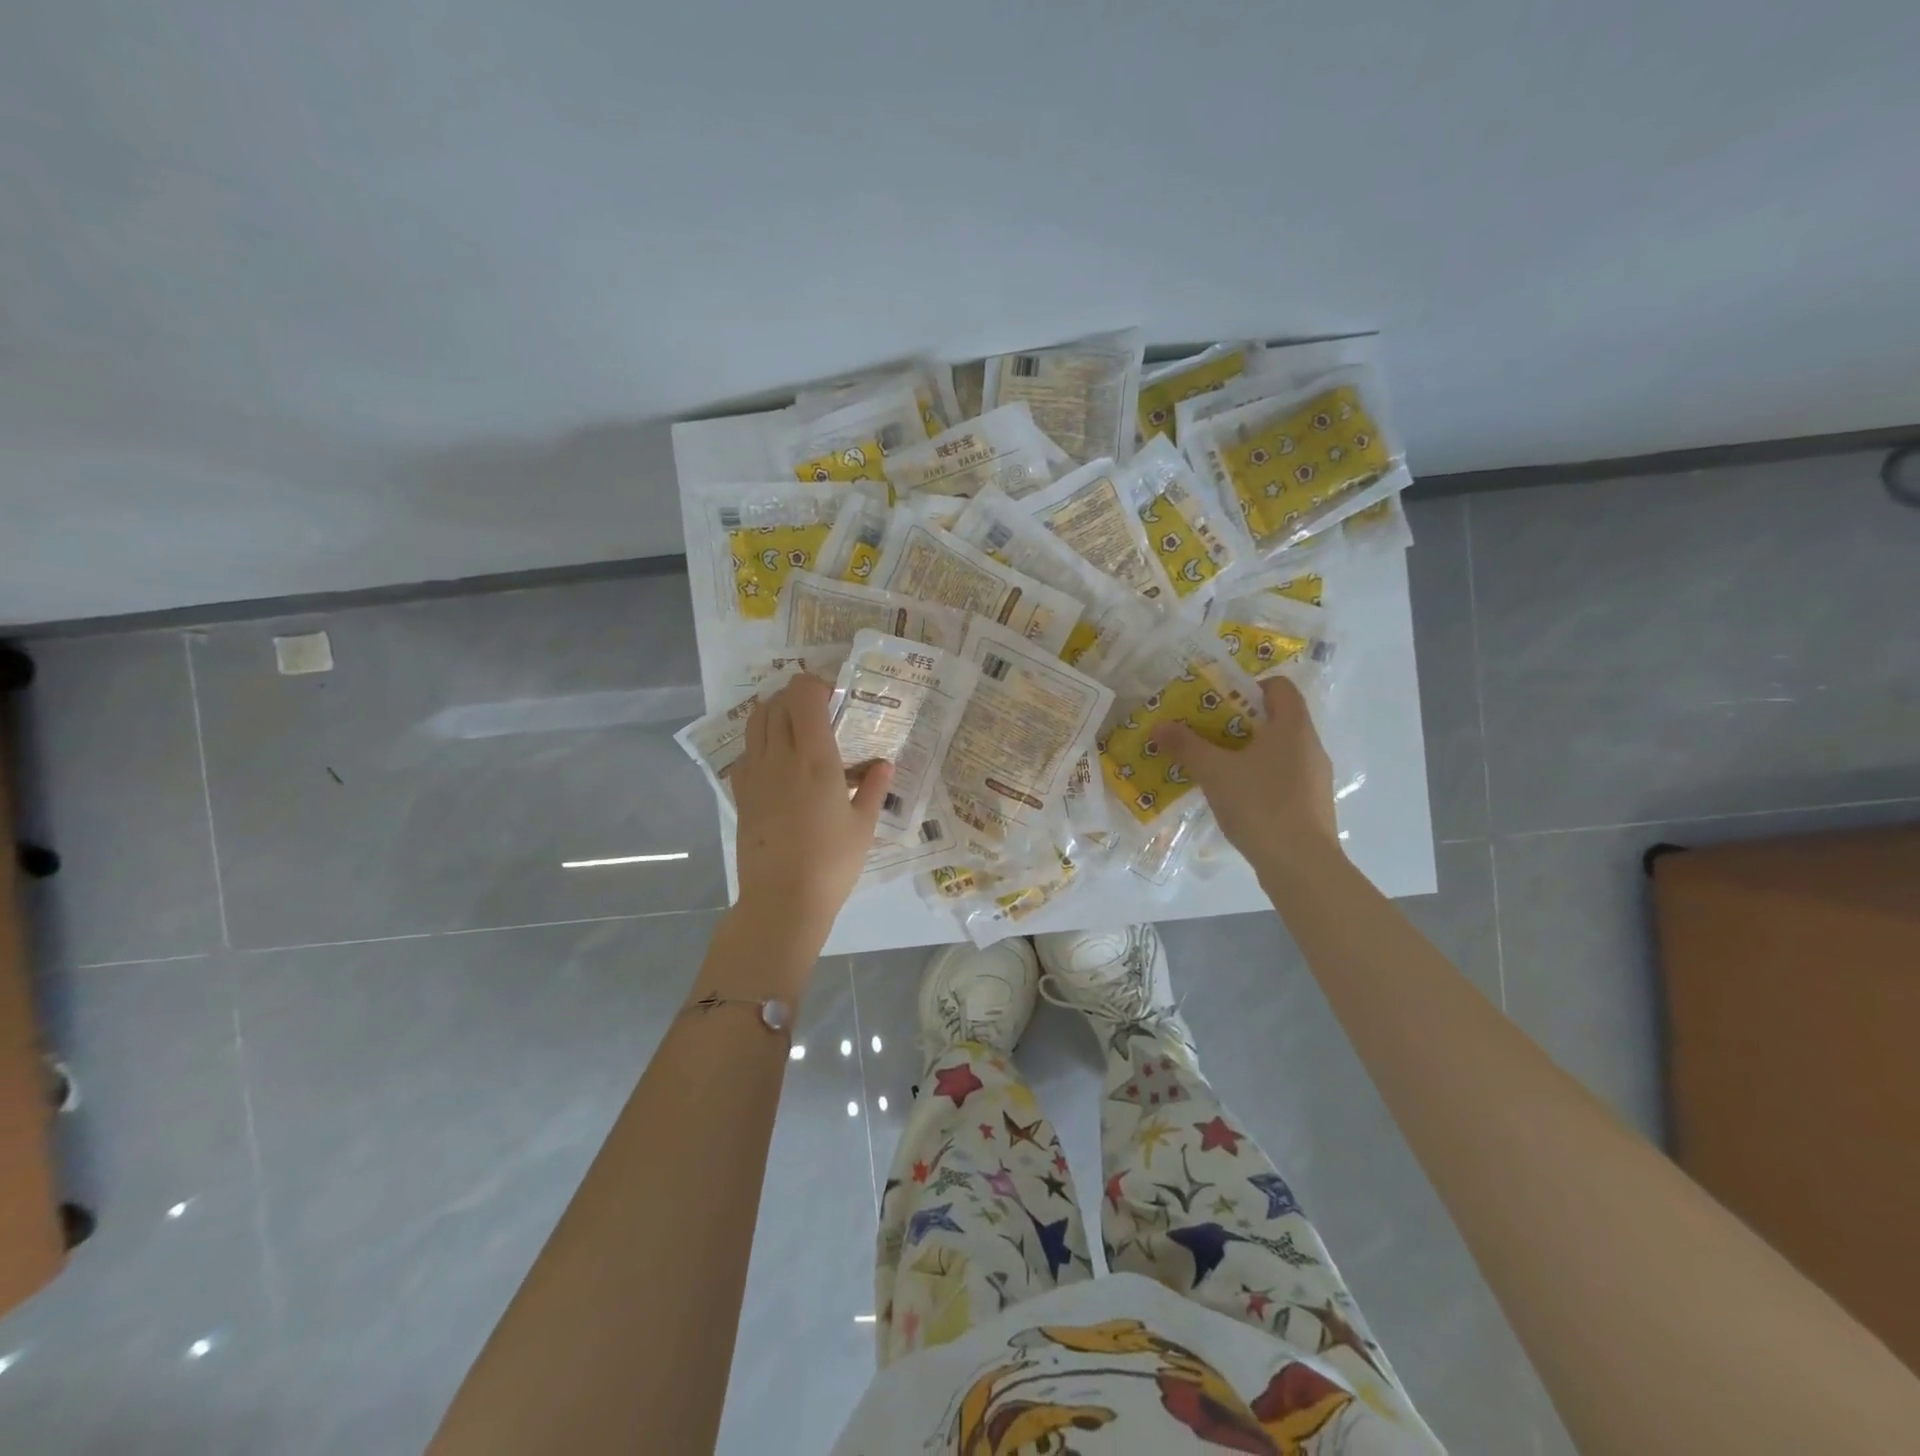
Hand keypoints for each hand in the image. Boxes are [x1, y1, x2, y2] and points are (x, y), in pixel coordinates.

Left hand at [729, 673, 892, 949]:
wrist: (782, 900)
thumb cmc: (832, 863)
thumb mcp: (863, 826)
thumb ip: (873, 789)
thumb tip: (885, 765)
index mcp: (815, 758)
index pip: (804, 696)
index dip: (816, 684)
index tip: (834, 696)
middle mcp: (780, 756)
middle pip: (777, 702)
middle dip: (797, 696)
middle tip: (820, 711)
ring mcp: (755, 773)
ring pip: (756, 721)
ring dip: (775, 712)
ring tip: (796, 728)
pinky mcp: (741, 793)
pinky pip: (746, 750)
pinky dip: (760, 740)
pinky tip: (778, 761)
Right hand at [1152, 676, 1339, 875]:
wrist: (1301, 865)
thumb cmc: (1260, 805)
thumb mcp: (1215, 772)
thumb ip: (1187, 746)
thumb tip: (1159, 726)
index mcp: (1293, 727)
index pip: (1280, 687)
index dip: (1249, 687)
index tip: (1219, 702)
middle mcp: (1310, 746)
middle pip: (1276, 719)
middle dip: (1239, 722)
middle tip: (1205, 733)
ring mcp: (1315, 777)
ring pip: (1278, 751)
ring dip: (1247, 752)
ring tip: (1214, 767)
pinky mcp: (1312, 804)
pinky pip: (1283, 777)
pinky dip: (1259, 778)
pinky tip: (1235, 797)